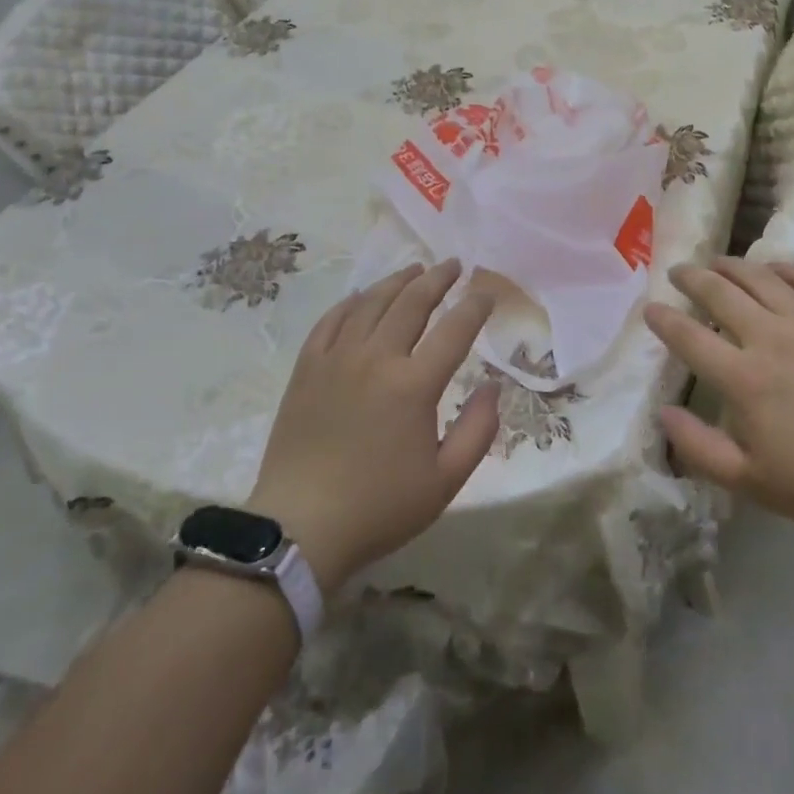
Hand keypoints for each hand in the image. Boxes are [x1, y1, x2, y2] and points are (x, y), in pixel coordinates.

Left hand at [247, 260, 499, 595]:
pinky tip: (362, 296)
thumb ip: (478, 430)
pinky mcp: (307, 368)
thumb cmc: (379, 507)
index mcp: (414, 385)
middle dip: (437, 279)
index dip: (475, 306)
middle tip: (453, 265)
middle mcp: (377, 358)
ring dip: (397, 281)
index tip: (487, 292)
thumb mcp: (445, 481)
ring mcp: (337, 359)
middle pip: (412, 302)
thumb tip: (493, 387)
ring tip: (414, 269)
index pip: (455, 330)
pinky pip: (331, 320)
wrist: (300, 529)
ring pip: (371, 303)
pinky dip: (351, 302)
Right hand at [646, 258, 793, 546]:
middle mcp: (771, 338)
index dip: (664, 319)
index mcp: (744, 379)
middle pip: (719, 293)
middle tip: (678, 272)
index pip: (689, 337)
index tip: (650, 308)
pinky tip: (772, 270)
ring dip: (731, 265)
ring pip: (759, 278)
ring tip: (716, 262)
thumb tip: (663, 413)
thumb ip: (700, 448)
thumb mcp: (753, 482)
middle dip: (692, 278)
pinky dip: (782, 268)